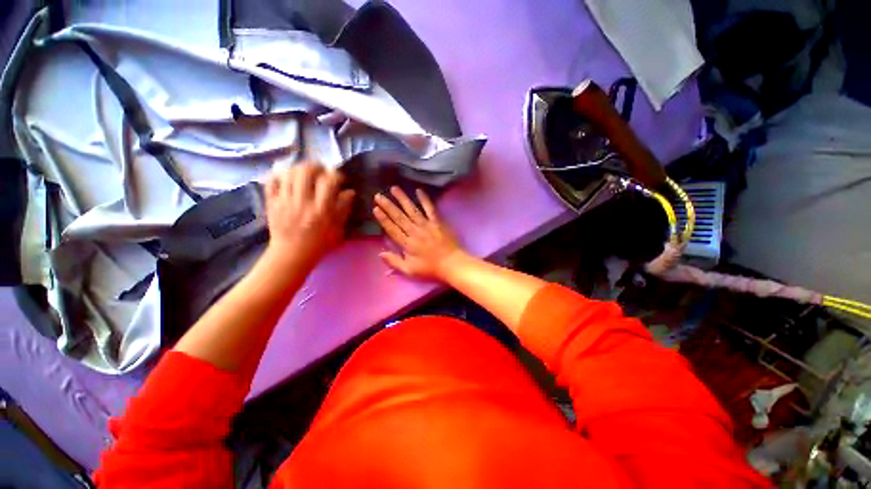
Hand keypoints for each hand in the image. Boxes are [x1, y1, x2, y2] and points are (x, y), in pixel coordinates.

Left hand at [264, 163, 354, 267]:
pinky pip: (271, 181)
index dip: (336, 175)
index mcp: (321, 209)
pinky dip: (279, 175)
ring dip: (299, 169)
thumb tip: (349, 191)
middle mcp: (302, 202)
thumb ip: (344, 208)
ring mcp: (284, 201)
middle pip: (306, 171)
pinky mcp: (271, 202)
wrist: (292, 255)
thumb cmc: (320, 243)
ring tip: (305, 174)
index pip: (329, 181)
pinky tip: (288, 179)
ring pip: (288, 172)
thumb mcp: (338, 229)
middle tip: (321, 171)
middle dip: (316, 166)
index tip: (339, 178)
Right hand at [373, 187, 466, 280]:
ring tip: (394, 188)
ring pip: (412, 209)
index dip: (383, 219)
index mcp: (407, 243)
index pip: (392, 229)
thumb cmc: (431, 269)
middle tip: (379, 195)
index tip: (375, 208)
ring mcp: (427, 225)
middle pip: (399, 217)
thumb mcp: (410, 271)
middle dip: (388, 205)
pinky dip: (424, 199)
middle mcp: (415, 231)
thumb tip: (380, 253)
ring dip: (402, 198)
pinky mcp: (438, 221)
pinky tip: (418, 190)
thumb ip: (394, 262)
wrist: (452, 264)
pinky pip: (430, 208)